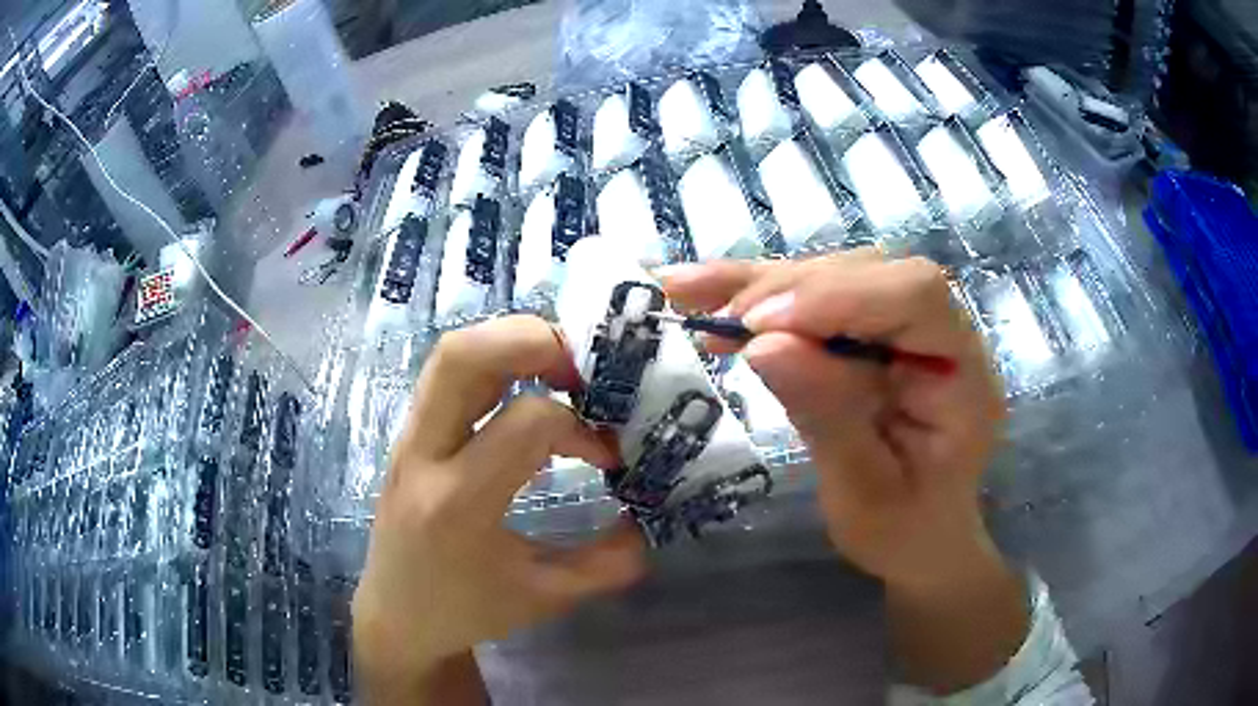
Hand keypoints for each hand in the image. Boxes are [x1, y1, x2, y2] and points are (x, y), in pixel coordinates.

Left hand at [353, 316, 645, 702]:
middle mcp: (423, 456)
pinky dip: (496, 364)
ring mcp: (408, 438)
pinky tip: (527, 393)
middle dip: (533, 340)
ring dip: (512, 343)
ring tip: (562, 370)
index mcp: (458, 504)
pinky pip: (448, 375)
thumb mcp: (545, 597)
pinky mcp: (409, 435)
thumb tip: (651, 519)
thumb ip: (607, 561)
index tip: (607, 456)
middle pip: (462, 356)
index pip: (526, 422)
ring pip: (450, 354)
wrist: (395, 616)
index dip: (580, 428)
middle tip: (584, 367)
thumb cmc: (465, 611)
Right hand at [663, 251, 1025, 691]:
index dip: (840, 295)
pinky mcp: (875, 330)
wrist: (919, 538)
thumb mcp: (864, 493)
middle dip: (792, 289)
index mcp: (964, 377)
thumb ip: (828, 416)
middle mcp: (945, 334)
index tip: (761, 323)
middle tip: (723, 322)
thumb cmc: (902, 531)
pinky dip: (762, 294)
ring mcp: (909, 327)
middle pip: (872, 273)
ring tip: (697, 299)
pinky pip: (819, 295)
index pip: (917, 298)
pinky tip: (708, 292)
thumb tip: (764, 344)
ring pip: (838, 273)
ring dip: (766, 285)